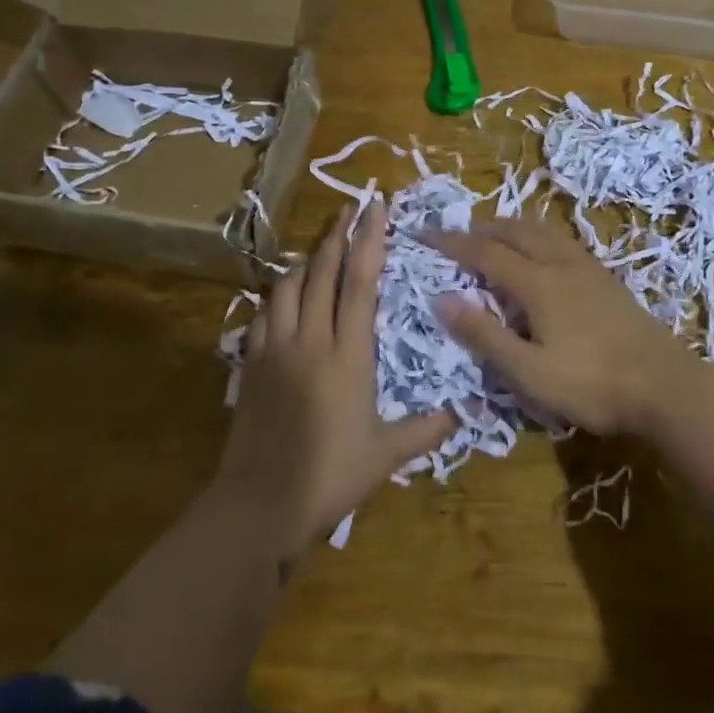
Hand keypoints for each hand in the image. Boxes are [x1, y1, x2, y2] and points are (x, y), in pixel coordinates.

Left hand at [214, 202, 455, 552]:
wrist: (259, 504)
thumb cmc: (329, 476)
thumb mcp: (385, 455)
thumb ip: (426, 430)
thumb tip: (464, 412)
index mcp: (347, 354)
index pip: (360, 283)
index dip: (368, 241)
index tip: (374, 208)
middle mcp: (309, 340)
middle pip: (321, 272)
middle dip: (337, 236)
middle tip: (348, 208)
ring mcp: (274, 349)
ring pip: (287, 287)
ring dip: (305, 260)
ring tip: (319, 247)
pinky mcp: (250, 364)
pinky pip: (262, 314)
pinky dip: (276, 295)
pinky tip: (283, 296)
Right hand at [425, 218, 699, 437]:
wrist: (667, 387)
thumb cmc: (592, 384)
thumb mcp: (529, 372)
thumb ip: (484, 336)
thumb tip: (441, 299)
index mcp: (538, 283)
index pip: (485, 252)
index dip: (452, 243)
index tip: (425, 236)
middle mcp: (561, 264)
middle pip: (516, 231)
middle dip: (482, 229)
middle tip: (458, 237)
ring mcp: (589, 269)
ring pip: (543, 232)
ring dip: (512, 228)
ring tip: (495, 238)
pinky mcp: (608, 280)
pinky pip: (562, 242)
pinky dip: (537, 238)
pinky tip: (543, 258)